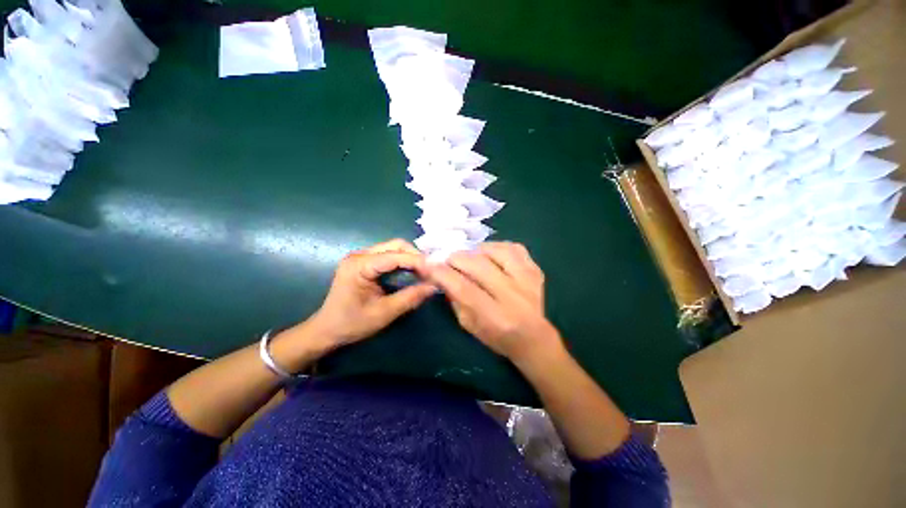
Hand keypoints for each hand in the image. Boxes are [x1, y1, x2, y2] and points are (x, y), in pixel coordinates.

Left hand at [306, 239, 435, 348]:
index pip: (395, 256)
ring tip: (425, 271)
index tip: (435, 271)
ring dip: (411, 258)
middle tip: (431, 271)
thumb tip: (434, 286)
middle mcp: (359, 255)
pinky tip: (412, 272)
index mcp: (359, 265)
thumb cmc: (351, 324)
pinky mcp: (364, 262)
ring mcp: (361, 257)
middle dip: (415, 256)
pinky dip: (403, 262)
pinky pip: (389, 256)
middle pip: (395, 245)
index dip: (417, 261)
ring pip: (393, 248)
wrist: (326, 330)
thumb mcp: (384, 313)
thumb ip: (410, 297)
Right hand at [426, 242, 562, 364]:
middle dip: (456, 259)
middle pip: (479, 265)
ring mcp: (527, 280)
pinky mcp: (535, 270)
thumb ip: (455, 299)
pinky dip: (497, 247)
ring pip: (496, 251)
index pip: (463, 288)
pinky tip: (490, 254)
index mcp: (495, 317)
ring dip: (476, 251)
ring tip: (469, 257)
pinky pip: (514, 248)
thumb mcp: (469, 325)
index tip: (429, 265)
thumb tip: (442, 275)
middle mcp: (513, 296)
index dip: (443, 273)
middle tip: (448, 260)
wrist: (534, 338)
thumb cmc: (497, 337)